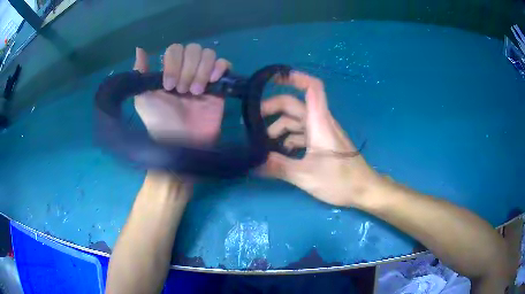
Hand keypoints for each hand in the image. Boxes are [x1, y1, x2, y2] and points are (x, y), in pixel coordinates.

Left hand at [132, 44, 229, 143]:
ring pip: (209, 54)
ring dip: (201, 71)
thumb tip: (139, 49)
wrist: (182, 141)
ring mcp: (204, 76)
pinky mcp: (219, 85)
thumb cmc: (160, 121)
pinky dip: (219, 68)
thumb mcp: (143, 98)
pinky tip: (212, 82)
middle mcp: (187, 69)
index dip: (173, 63)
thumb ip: (140, 73)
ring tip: (196, 92)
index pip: (176, 49)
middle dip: (188, 69)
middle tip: (182, 91)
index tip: (168, 86)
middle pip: (193, 48)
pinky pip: (224, 64)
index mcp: (170, 70)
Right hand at [262, 72, 379, 206]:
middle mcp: (320, 122)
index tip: (274, 78)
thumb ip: (279, 167)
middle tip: (251, 123)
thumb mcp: (306, 175)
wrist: (364, 189)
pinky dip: (288, 139)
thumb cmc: (340, 180)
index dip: (295, 78)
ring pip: (297, 121)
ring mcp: (322, 133)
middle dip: (272, 109)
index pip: (312, 87)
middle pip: (295, 105)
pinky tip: (279, 153)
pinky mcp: (323, 144)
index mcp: (319, 121)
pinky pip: (302, 134)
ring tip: (262, 144)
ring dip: (278, 128)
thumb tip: (253, 164)